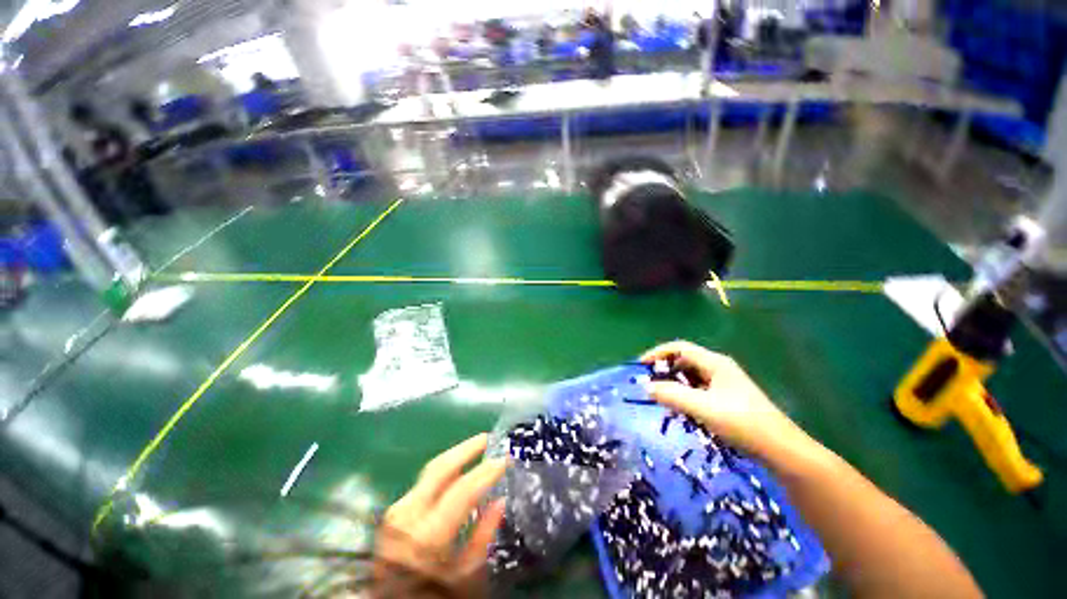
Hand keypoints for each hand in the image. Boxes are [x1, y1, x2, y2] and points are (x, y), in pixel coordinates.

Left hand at [372, 434, 506, 597]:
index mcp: (429, 536)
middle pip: (441, 468)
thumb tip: (501, 500)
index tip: (506, 459)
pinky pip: (424, 482)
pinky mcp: (394, 511)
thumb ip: (483, 536)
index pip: (464, 489)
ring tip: (476, 447)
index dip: (487, 471)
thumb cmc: (433, 593)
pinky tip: (457, 469)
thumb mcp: (466, 577)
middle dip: (467, 448)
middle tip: (487, 437)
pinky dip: (444, 471)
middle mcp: (409, 515)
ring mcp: (398, 511)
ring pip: (431, 470)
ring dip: (456, 456)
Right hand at [640, 341, 808, 458]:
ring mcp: (724, 384)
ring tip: (661, 399)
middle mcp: (718, 368)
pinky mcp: (726, 399)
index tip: (641, 366)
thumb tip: (646, 386)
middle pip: (684, 361)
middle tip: (649, 384)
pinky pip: (698, 390)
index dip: (657, 353)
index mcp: (714, 363)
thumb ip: (672, 395)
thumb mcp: (702, 408)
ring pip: (690, 377)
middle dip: (664, 370)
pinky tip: (681, 410)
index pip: (679, 348)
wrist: (781, 450)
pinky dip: (685, 396)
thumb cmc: (742, 423)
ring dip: (674, 385)